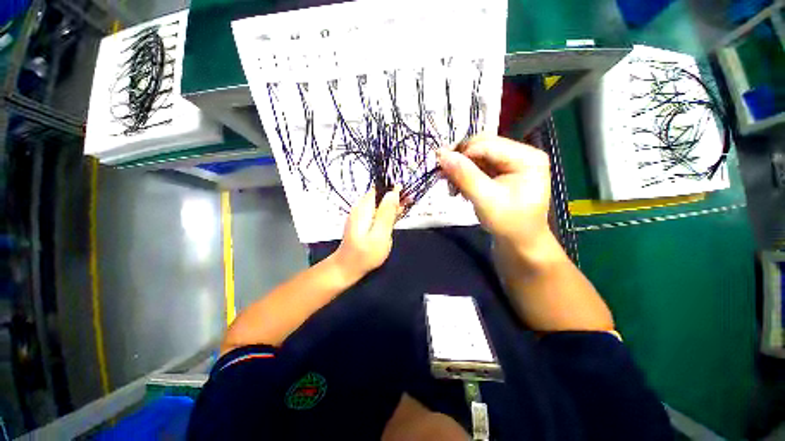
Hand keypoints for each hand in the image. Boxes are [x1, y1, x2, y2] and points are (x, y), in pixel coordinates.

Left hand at [334, 186, 400, 279]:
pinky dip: (387, 214)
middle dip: (395, 197)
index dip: (393, 189)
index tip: (406, 193)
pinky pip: (377, 213)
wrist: (347, 268)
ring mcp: (362, 216)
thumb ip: (387, 214)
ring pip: (380, 205)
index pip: (379, 190)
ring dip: (392, 205)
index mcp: (364, 208)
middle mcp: (361, 208)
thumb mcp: (379, 235)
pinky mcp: (364, 223)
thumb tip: (393, 193)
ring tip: (406, 206)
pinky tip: (396, 215)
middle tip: (409, 201)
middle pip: (380, 197)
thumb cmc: (364, 254)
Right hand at [438, 134, 553, 253]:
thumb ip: (464, 176)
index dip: (462, 154)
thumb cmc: (508, 223)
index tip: (441, 169)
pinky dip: (465, 175)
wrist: (519, 242)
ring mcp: (511, 162)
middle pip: (482, 146)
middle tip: (443, 177)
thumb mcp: (485, 200)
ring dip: (460, 169)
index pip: (487, 145)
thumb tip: (441, 154)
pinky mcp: (502, 171)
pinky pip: (478, 165)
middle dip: (460, 161)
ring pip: (477, 155)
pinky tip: (458, 187)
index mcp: (527, 157)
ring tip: (451, 187)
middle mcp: (521, 153)